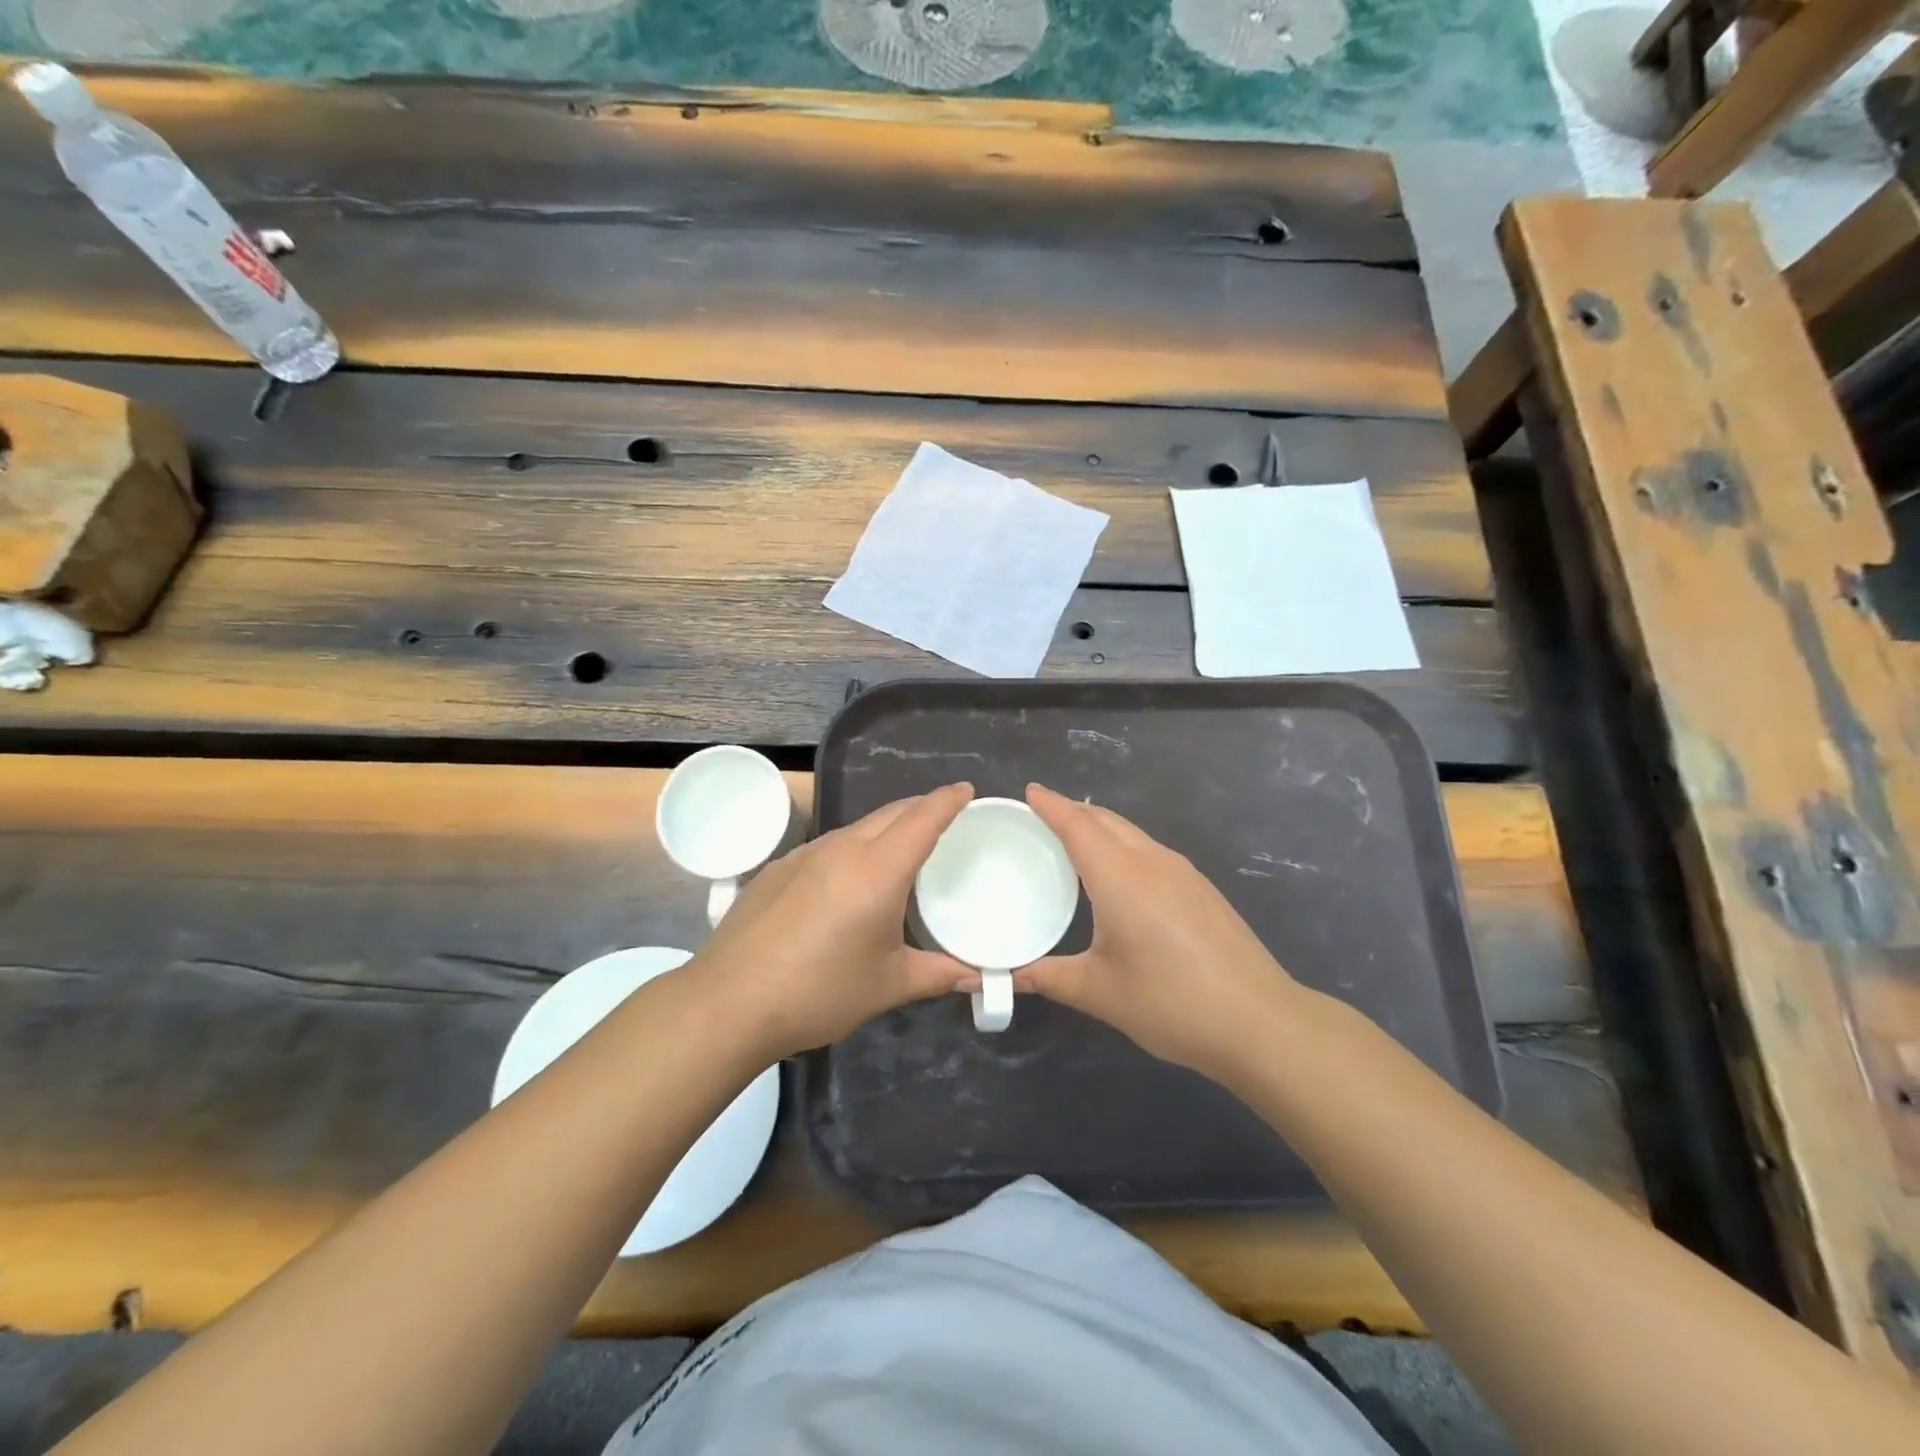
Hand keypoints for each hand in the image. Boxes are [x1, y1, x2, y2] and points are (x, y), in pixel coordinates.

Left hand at [691, 783, 978, 1059]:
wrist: (727, 1003)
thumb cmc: (818, 992)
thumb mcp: (887, 985)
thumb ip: (938, 975)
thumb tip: (979, 979)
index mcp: (877, 871)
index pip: (922, 819)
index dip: (947, 800)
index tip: (966, 790)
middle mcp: (841, 850)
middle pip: (890, 814)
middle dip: (920, 808)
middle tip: (943, 818)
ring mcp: (803, 856)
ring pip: (856, 828)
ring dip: (884, 829)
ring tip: (899, 852)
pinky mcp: (776, 870)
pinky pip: (826, 847)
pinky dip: (851, 850)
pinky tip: (845, 883)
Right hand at [1019, 783, 1308, 1084]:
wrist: (1260, 1022)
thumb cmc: (1171, 1002)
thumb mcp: (1099, 991)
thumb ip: (1048, 977)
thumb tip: (1006, 975)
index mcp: (1120, 876)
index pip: (1077, 824)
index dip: (1051, 805)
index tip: (1029, 791)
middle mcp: (1151, 861)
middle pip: (1105, 820)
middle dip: (1072, 811)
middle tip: (1040, 818)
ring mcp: (1183, 873)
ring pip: (1131, 833)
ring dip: (1099, 828)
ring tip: (1073, 843)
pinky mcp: (1202, 889)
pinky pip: (1150, 851)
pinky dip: (1122, 847)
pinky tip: (1118, 877)